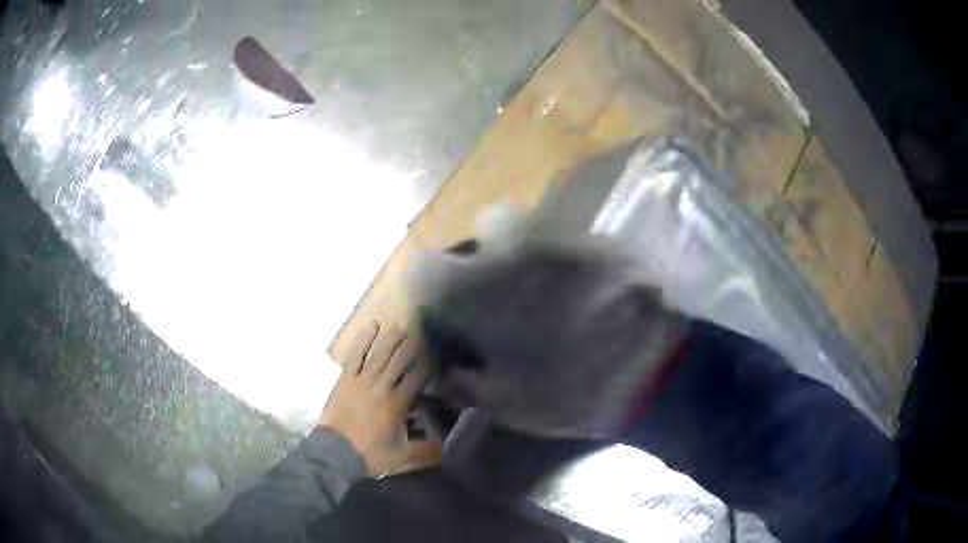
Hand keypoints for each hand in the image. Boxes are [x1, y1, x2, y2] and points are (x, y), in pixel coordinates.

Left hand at [321, 322, 440, 476]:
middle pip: (401, 360)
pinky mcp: (346, 378)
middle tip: (423, 330)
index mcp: (398, 403)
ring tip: (402, 325)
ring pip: (380, 353)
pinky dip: (363, 340)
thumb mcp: (402, 456)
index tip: (438, 351)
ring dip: (392, 338)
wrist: (335, 452)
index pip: (418, 376)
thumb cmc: (370, 454)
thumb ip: (424, 450)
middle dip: (413, 344)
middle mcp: (383, 386)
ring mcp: (362, 380)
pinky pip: (356, 355)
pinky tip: (372, 325)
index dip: (429, 362)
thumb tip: (445, 445)